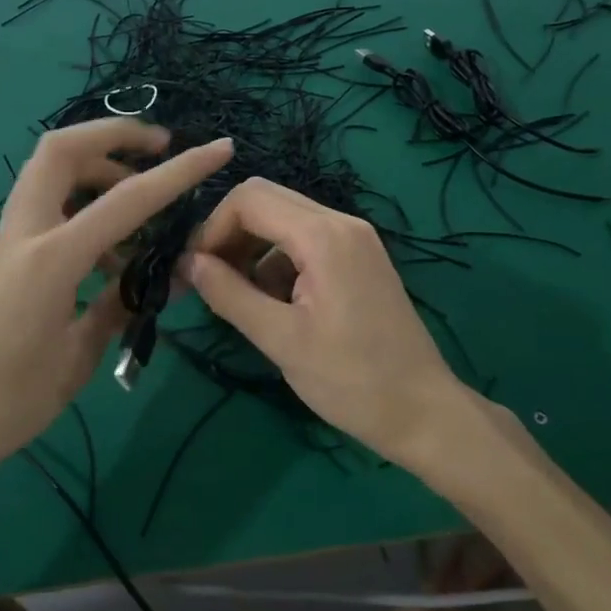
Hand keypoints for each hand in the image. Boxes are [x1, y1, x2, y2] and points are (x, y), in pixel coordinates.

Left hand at [0, 119, 233, 486]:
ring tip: (142, 207)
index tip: (219, 149)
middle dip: (114, 134)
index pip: (128, 200)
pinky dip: (83, 206)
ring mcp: (10, 242)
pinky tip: (111, 252)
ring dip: (99, 169)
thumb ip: (118, 307)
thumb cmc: (8, 403)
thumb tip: (157, 281)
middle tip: (159, 147)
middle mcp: (27, 233)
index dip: (179, 171)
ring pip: (50, 172)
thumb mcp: (78, 358)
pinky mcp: (5, 257)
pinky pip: (48, 207)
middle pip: (62, 149)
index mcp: (52, 259)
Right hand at [183, 178, 473, 469]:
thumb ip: (229, 294)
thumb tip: (187, 263)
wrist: (423, 411)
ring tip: (242, 298)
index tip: (197, 270)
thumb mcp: (280, 340)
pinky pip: (307, 240)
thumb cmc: (350, 380)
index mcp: (323, 236)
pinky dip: (280, 260)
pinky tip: (276, 303)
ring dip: (254, 248)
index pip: (249, 198)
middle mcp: (341, 222)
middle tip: (212, 280)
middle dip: (231, 234)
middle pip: (267, 200)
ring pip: (285, 219)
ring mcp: (356, 238)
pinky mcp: (361, 257)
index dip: (213, 228)